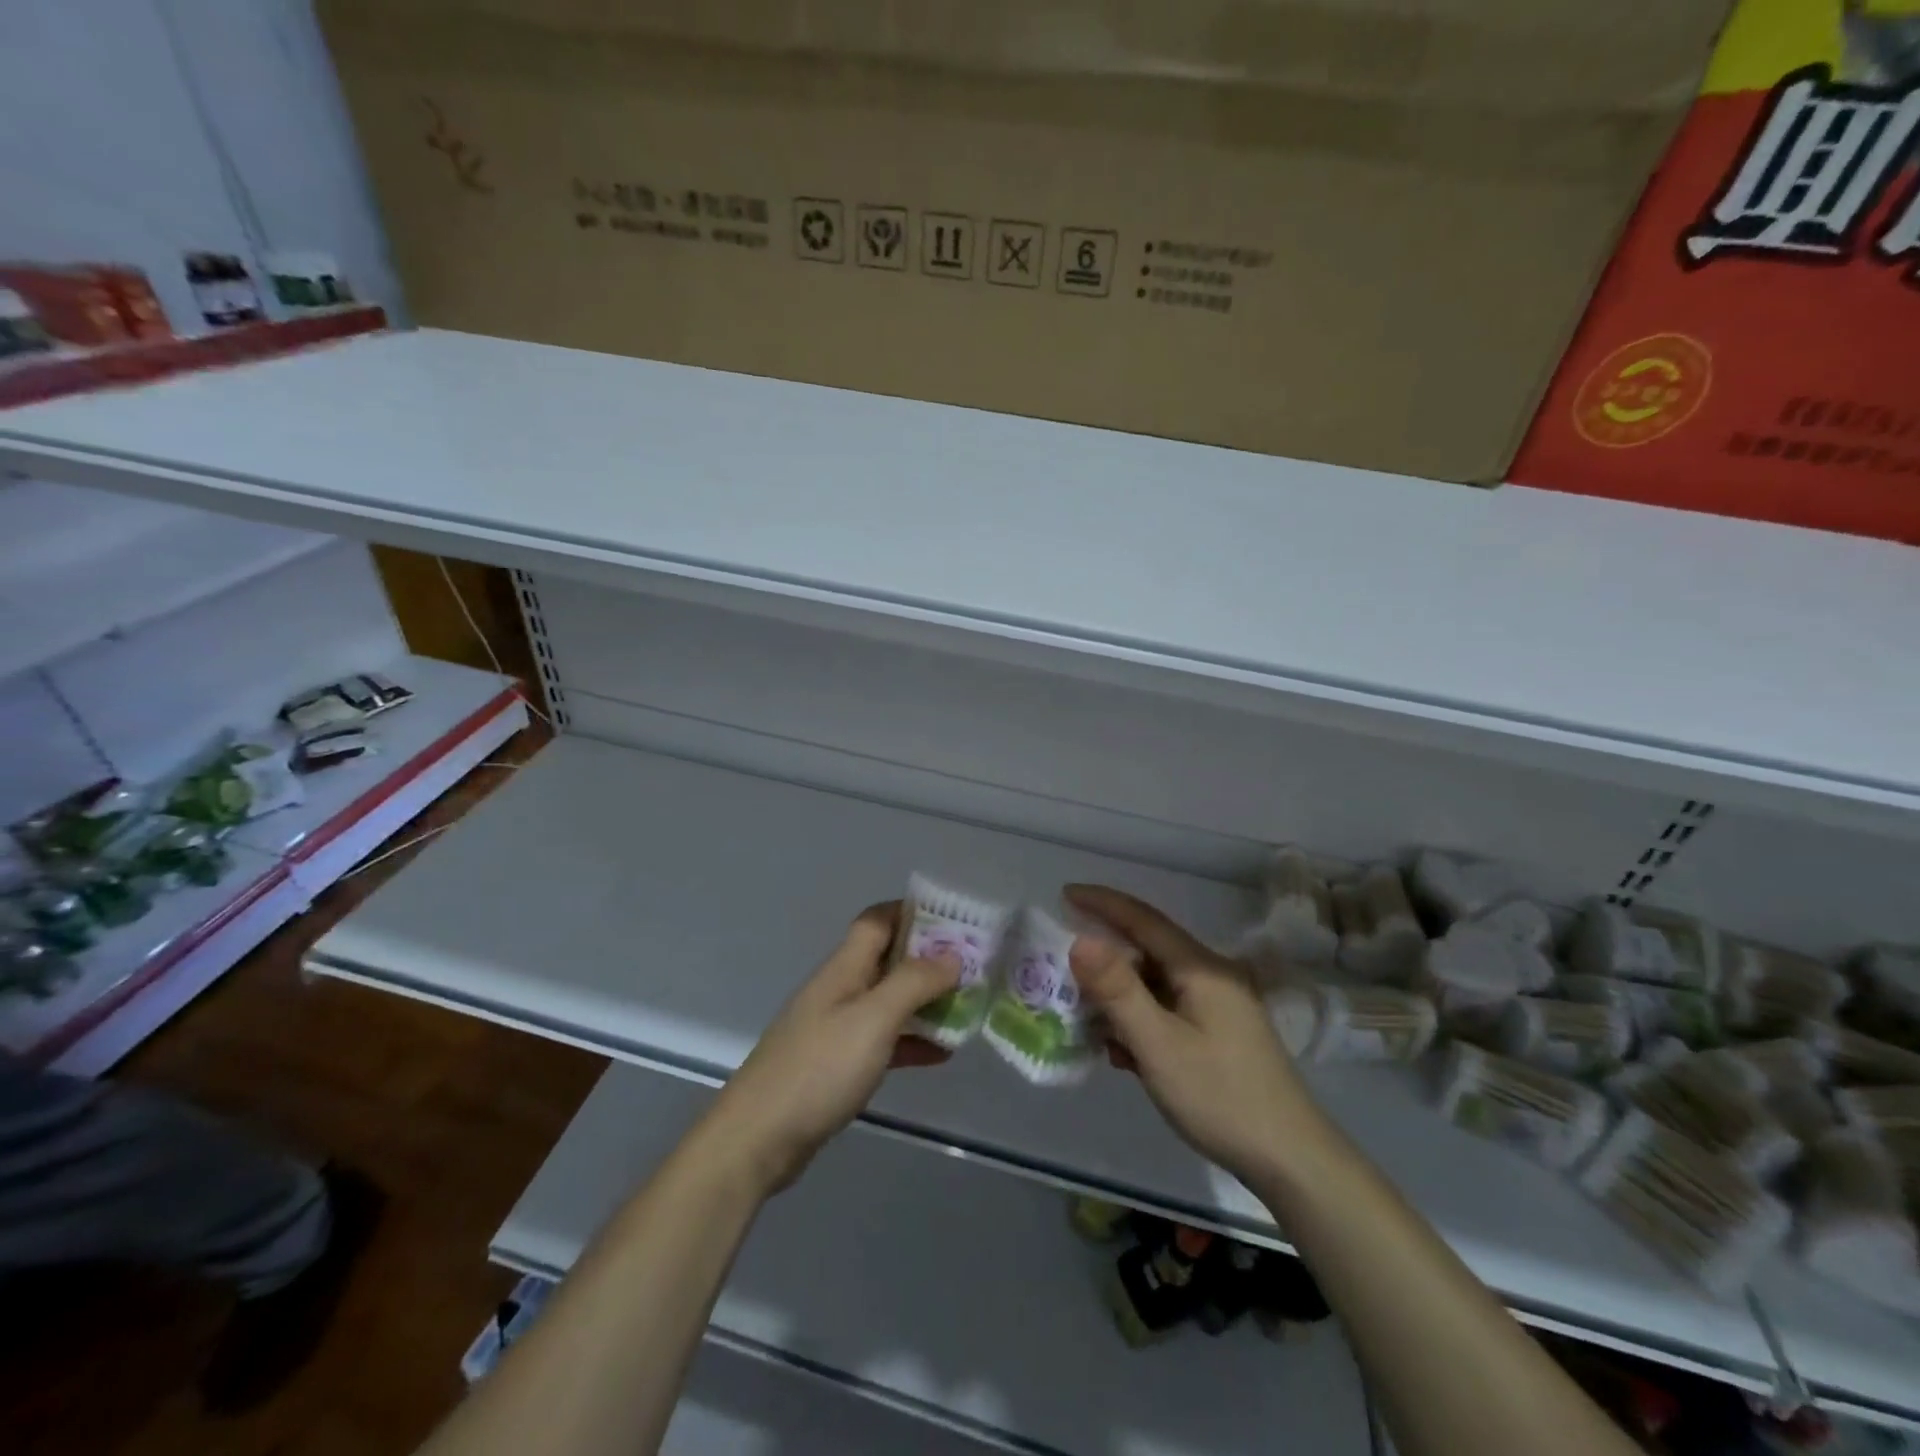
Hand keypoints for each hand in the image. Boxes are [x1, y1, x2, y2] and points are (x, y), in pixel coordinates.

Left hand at [704, 901, 959, 1195]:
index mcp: (844, 968)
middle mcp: (840, 989)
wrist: (758, 1138)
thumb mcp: (874, 1019)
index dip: (912, 912)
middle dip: (928, 958)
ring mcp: (836, 1028)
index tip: (954, 919)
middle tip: (973, 966)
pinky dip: (911, 1040)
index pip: (877, 920)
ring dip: (924, 1001)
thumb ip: (914, 982)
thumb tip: (952, 955)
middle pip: (887, 959)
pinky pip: (882, 1040)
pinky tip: (941, 1054)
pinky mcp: (837, 1065)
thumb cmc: (819, 1068)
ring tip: (966, 1006)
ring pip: (888, 1001)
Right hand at [1067, 884, 1326, 1188]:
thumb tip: (1080, 940)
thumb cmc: (1220, 1096)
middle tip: (1064, 974)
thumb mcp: (1159, 1045)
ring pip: (1156, 984)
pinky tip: (1125, 1053)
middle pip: (1148, 951)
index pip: (1143, 919)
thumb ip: (1118, 991)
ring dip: (1121, 998)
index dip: (1102, 903)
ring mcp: (1219, 1004)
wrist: (1291, 1159)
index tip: (1065, 893)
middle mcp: (1212, 975)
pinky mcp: (1220, 1031)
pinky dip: (1142, 1020)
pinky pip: (1169, 1008)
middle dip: (1105, 960)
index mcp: (1201, 967)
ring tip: (1090, 1024)